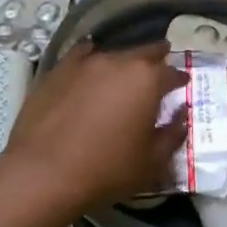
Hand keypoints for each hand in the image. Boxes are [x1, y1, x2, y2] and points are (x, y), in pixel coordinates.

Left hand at [3, 41, 185, 213]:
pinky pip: (81, 56)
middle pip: (144, 53)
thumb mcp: (152, 162)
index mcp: (147, 80)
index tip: (183, 85)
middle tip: (160, 67)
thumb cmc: (107, 170)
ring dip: (124, 63)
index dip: (180, 80)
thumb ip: (172, 134)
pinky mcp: (57, 71)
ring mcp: (84, 63)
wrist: (44, 173)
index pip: (172, 73)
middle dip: (156, 59)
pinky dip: (91, 58)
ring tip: (125, 73)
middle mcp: (118, 62)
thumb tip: (181, 116)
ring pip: (113, 54)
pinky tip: (90, 64)